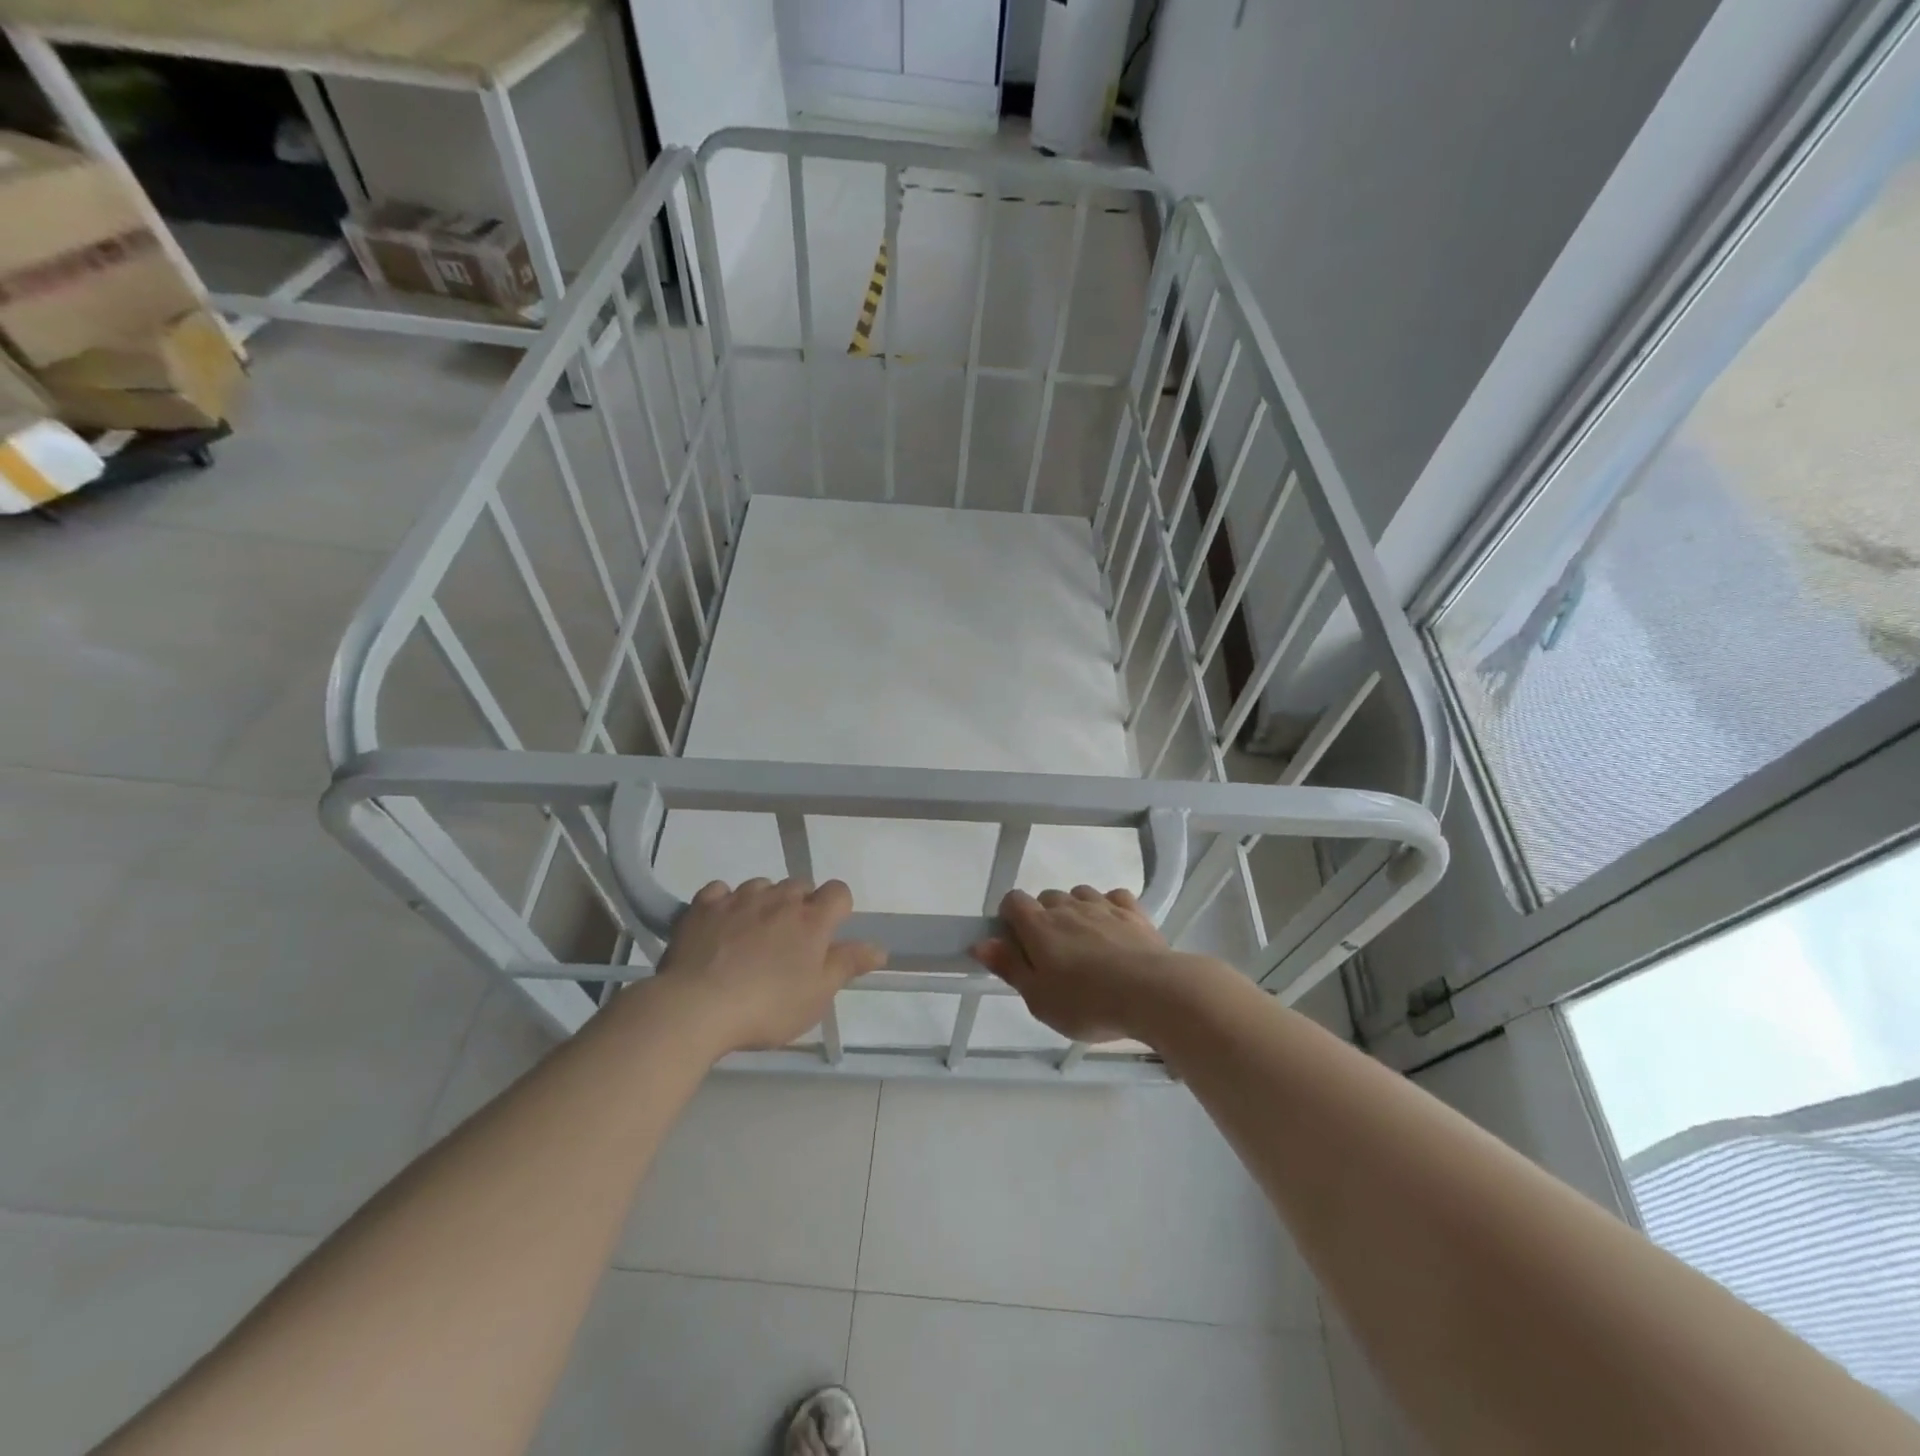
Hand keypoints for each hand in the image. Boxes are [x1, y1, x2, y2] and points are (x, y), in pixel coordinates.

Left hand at [653, 878, 884, 1053]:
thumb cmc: (768, 1006)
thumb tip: (879, 948)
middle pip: (800, 885)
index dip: (838, 908)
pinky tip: (722, 924)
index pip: (839, 891)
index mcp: (812, 920)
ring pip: (762, 886)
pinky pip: (721, 891)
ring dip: (765, 902)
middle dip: (800, 905)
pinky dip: (726, 902)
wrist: (697, 1007)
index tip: (828, 933)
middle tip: (791, 941)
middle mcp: (779, 899)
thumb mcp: (817, 995)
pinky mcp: (704, 906)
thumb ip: (848, 965)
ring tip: (754, 934)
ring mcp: (740, 898)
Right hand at [970, 886, 1188, 1043]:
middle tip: (1052, 956)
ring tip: (1085, 944)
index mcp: (1039, 926)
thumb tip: (980, 943)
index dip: (1009, 918)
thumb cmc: (1087, 1003)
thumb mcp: (1039, 998)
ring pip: (1079, 895)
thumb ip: (1009, 967)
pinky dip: (1109, 908)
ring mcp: (1103, 906)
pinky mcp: (1133, 912)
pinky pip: (1114, 898)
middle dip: (1044, 918)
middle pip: (1046, 898)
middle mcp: (1068, 907)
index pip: (1013, 900)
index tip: (1016, 945)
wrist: (1153, 992)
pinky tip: (1114, 930)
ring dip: (1076, 911)